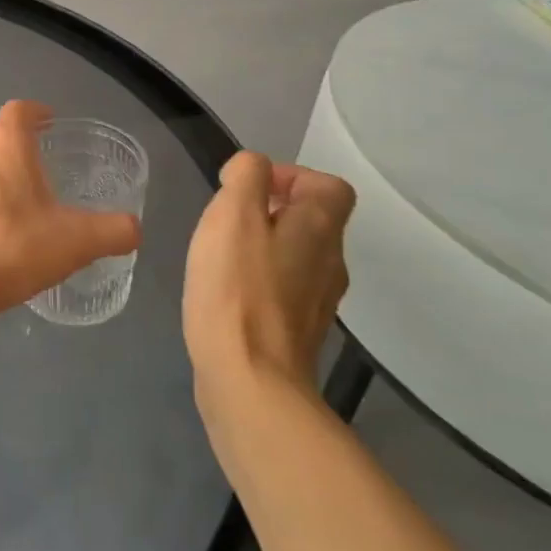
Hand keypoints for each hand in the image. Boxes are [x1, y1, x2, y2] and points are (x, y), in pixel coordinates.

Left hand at [0, 101, 140, 307]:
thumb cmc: (14, 245)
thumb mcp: (76, 241)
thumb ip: (113, 231)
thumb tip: (134, 228)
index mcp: (3, 141)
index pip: (20, 110)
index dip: (37, 113)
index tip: (49, 122)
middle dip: (15, 150)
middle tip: (38, 173)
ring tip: (12, 202)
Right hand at [183, 151, 355, 392]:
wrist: (250, 381)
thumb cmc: (237, 289)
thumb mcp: (233, 215)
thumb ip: (245, 177)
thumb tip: (251, 169)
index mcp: (319, 229)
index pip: (329, 186)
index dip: (291, 176)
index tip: (248, 189)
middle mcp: (329, 263)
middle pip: (311, 221)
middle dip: (269, 210)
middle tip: (225, 221)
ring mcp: (317, 302)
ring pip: (295, 255)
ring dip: (261, 246)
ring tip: (220, 255)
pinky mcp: (296, 332)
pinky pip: (282, 289)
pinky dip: (258, 280)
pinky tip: (225, 292)